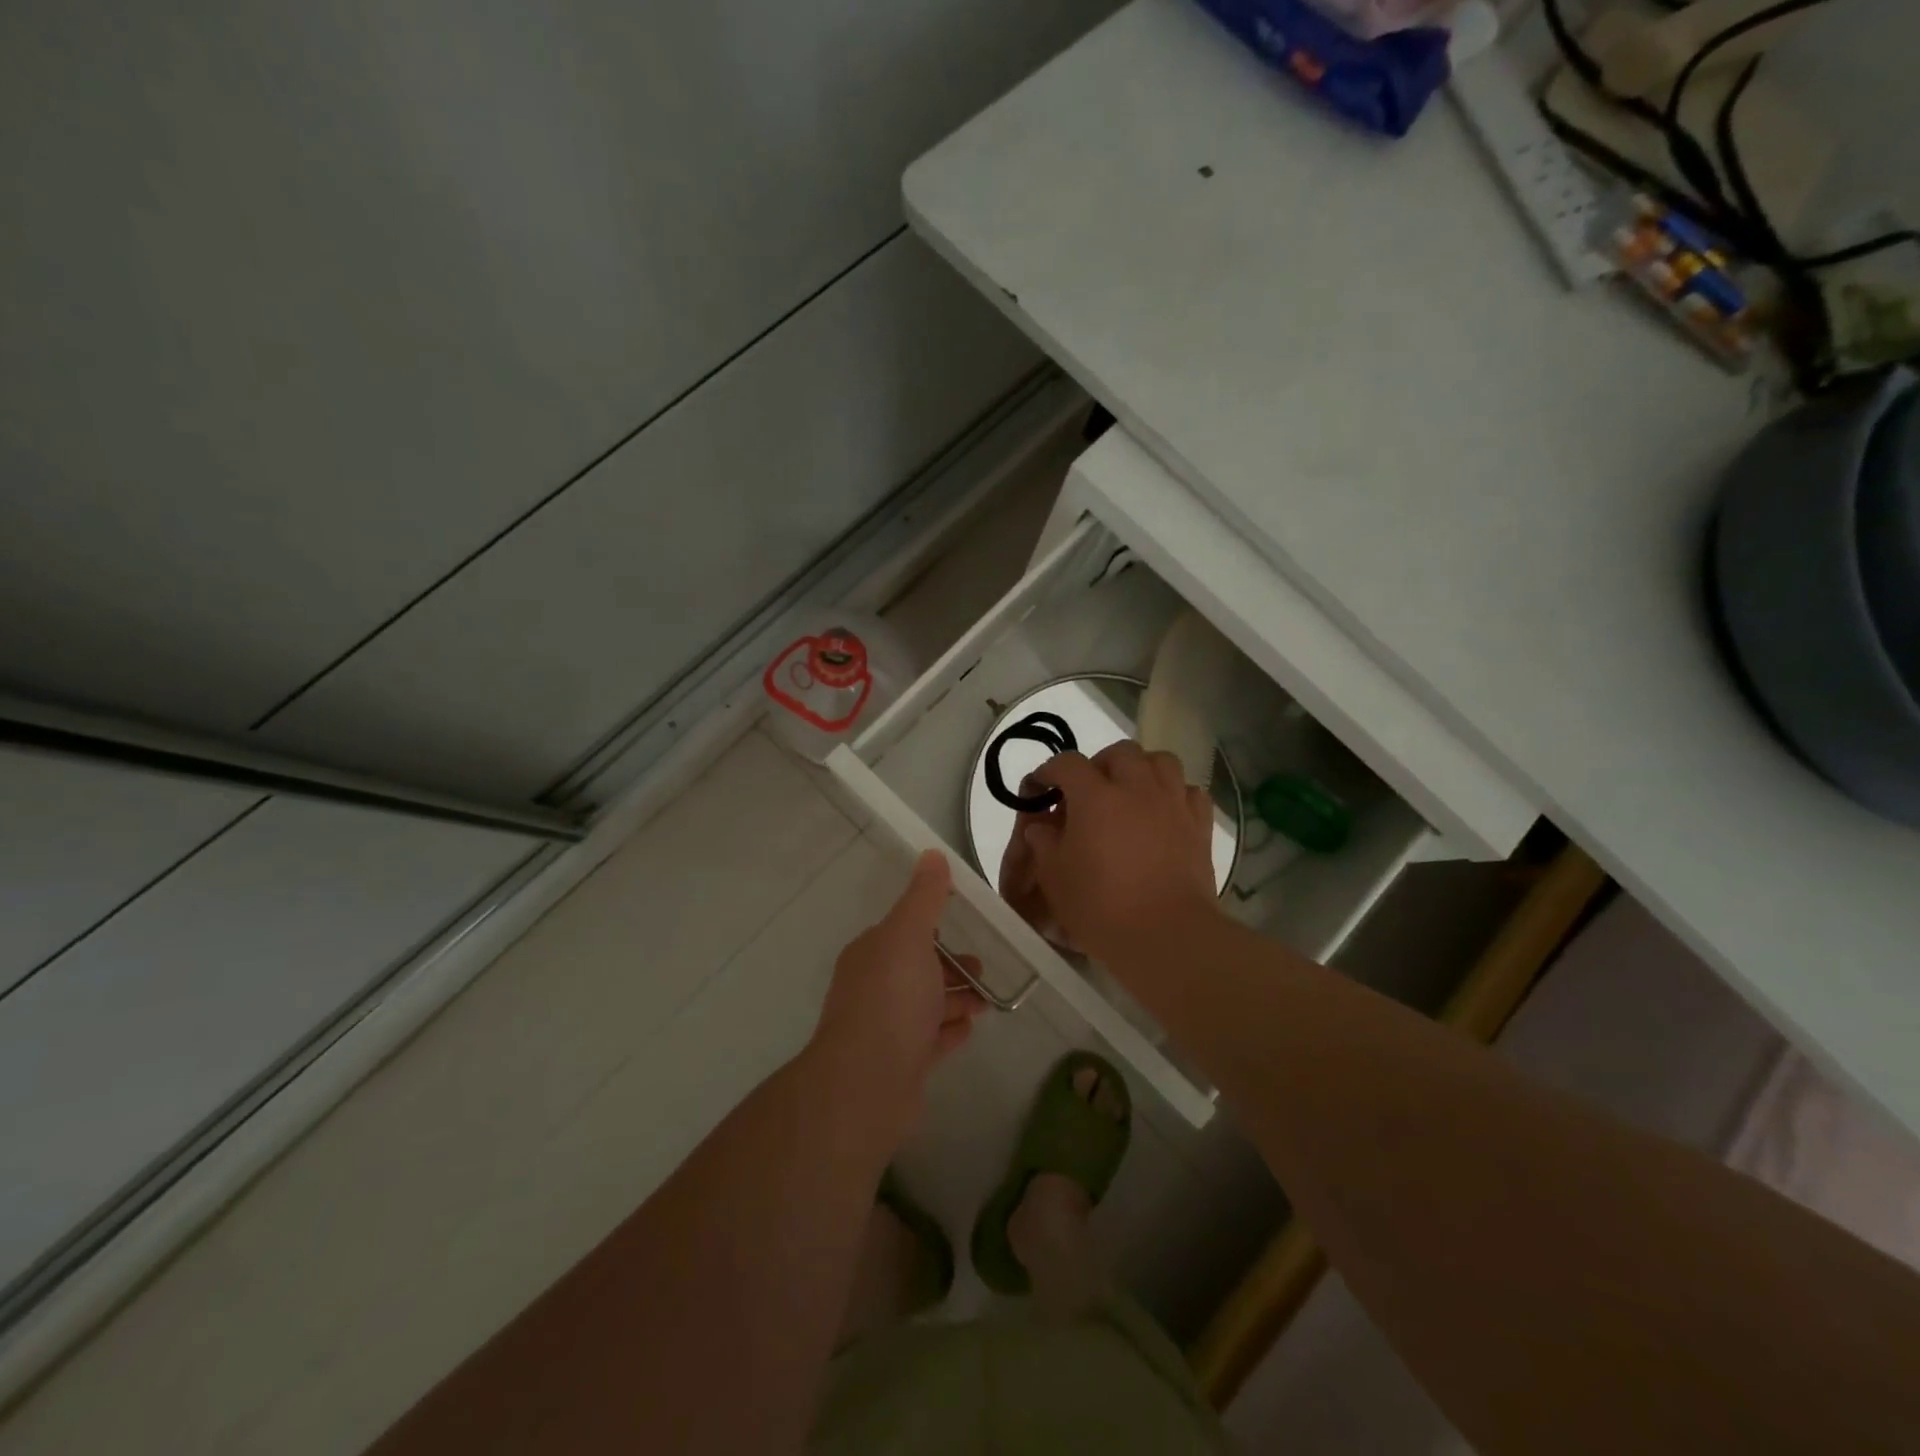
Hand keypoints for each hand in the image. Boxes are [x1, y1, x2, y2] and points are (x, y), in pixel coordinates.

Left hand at [809, 851, 987, 1146]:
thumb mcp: (909, 936)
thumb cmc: (890, 1000)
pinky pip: (930, 1041)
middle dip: (949, 966)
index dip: (932, 926)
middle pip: (917, 970)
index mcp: (871, 954)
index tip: (965, 924)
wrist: (866, 1085)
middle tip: (983, 968)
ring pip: (926, 1006)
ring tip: (986, 1001)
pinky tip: (969, 1028)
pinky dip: (949, 1031)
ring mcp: (886, 1030)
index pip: (902, 931)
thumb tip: (931, 855)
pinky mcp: (901, 1065)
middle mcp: (874, 988)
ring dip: (955, 999)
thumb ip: (924, 898)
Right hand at [999, 741, 1218, 965]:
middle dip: (1100, 764)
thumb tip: (1042, 825)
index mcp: (1095, 796)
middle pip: (1120, 752)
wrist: (1166, 935)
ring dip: (1141, 769)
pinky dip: (1174, 794)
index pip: (1067, 763)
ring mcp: (1172, 803)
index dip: (1050, 771)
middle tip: (1089, 792)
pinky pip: (1188, 791)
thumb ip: (1043, 842)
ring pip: (1160, 761)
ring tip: (1130, 794)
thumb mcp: (1054, 877)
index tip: (1040, 788)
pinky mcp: (1199, 825)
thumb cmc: (1101, 907)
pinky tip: (1164, 813)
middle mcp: (1136, 787)